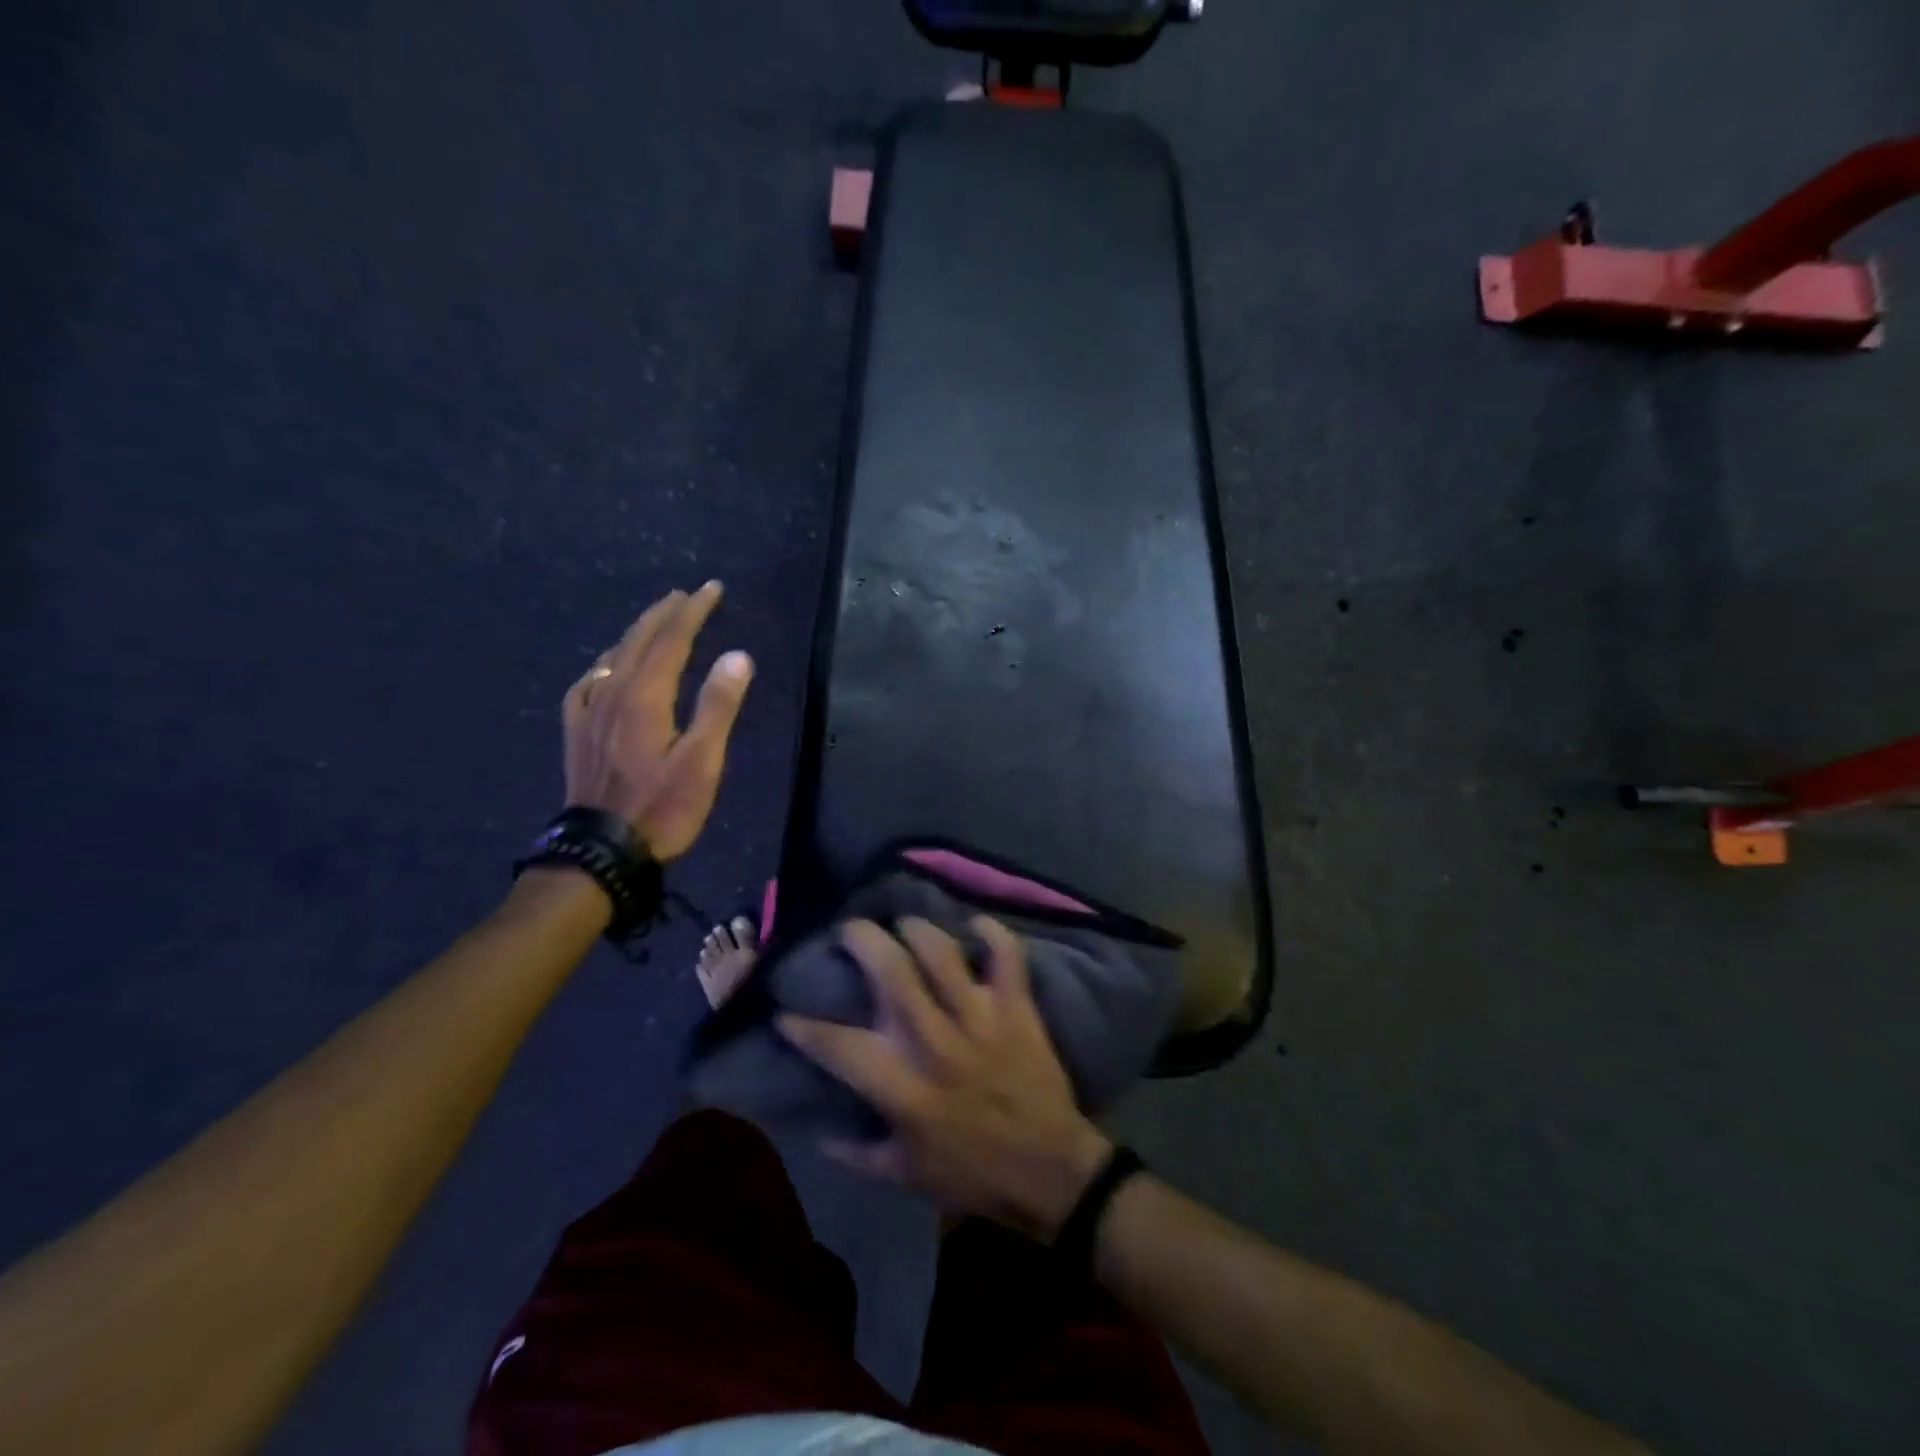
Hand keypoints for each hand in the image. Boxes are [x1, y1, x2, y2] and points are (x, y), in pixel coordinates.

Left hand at [563, 583, 753, 860]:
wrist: (602, 850)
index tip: (711, 589)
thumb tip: (738, 656)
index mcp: (645, 696)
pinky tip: (605, 668)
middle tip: (687, 594)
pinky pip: (587, 684)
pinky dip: (604, 664)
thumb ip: (718, 706)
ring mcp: (590, 712)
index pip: (672, 640)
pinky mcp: (577, 732)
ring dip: (637, 632)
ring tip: (655, 620)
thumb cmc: (662, 807)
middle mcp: (613, 693)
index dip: (693, 611)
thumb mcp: (702, 761)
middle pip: (639, 640)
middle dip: (665, 613)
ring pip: (612, 657)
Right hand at [780, 917, 1114, 1242]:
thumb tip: (817, 1131)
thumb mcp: (905, 1175)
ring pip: (942, 953)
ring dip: (918, 929)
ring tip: (904, 924)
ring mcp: (980, 1019)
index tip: (786, 1012)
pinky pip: (1007, 956)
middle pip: (891, 973)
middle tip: (850, 929)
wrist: (1050, 1172)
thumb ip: (857, 1153)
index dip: (804, 1027)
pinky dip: (992, 932)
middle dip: (862, 940)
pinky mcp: (1017, 1008)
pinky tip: (975, 924)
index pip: (839, 1046)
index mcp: (903, 1086)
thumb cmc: (973, 1174)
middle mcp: (935, 1042)